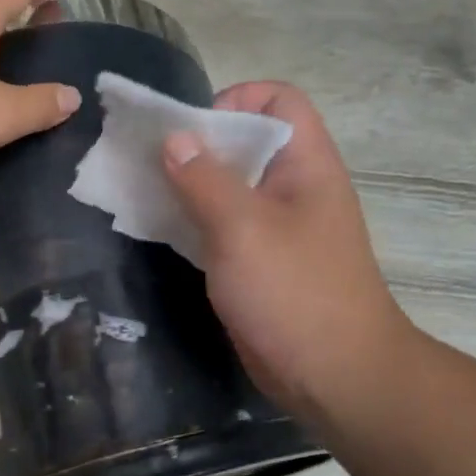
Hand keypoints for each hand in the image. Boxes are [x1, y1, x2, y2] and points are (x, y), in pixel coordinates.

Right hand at [161, 82, 411, 432]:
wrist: (332, 375)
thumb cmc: (293, 292)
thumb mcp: (243, 228)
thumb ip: (205, 180)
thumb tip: (174, 138)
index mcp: (305, 165)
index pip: (276, 101)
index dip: (233, 100)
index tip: (188, 131)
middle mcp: (293, 188)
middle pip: (245, 143)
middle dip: (196, 145)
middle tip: (148, 162)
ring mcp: (276, 229)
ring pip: (228, 188)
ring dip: (188, 186)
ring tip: (144, 194)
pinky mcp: (258, 264)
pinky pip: (221, 227)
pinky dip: (191, 222)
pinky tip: (160, 232)